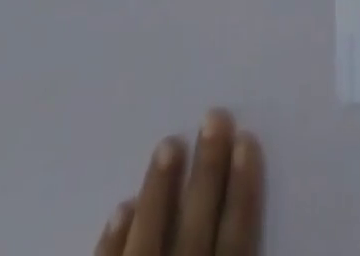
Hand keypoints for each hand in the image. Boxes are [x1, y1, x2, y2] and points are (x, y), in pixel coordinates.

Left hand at [95, 111, 262, 255]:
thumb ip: (241, 251)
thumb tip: (244, 208)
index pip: (235, 240)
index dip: (242, 191)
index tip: (246, 140)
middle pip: (195, 228)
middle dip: (206, 171)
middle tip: (213, 116)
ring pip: (149, 240)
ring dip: (159, 192)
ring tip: (168, 143)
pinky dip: (113, 241)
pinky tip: (121, 208)